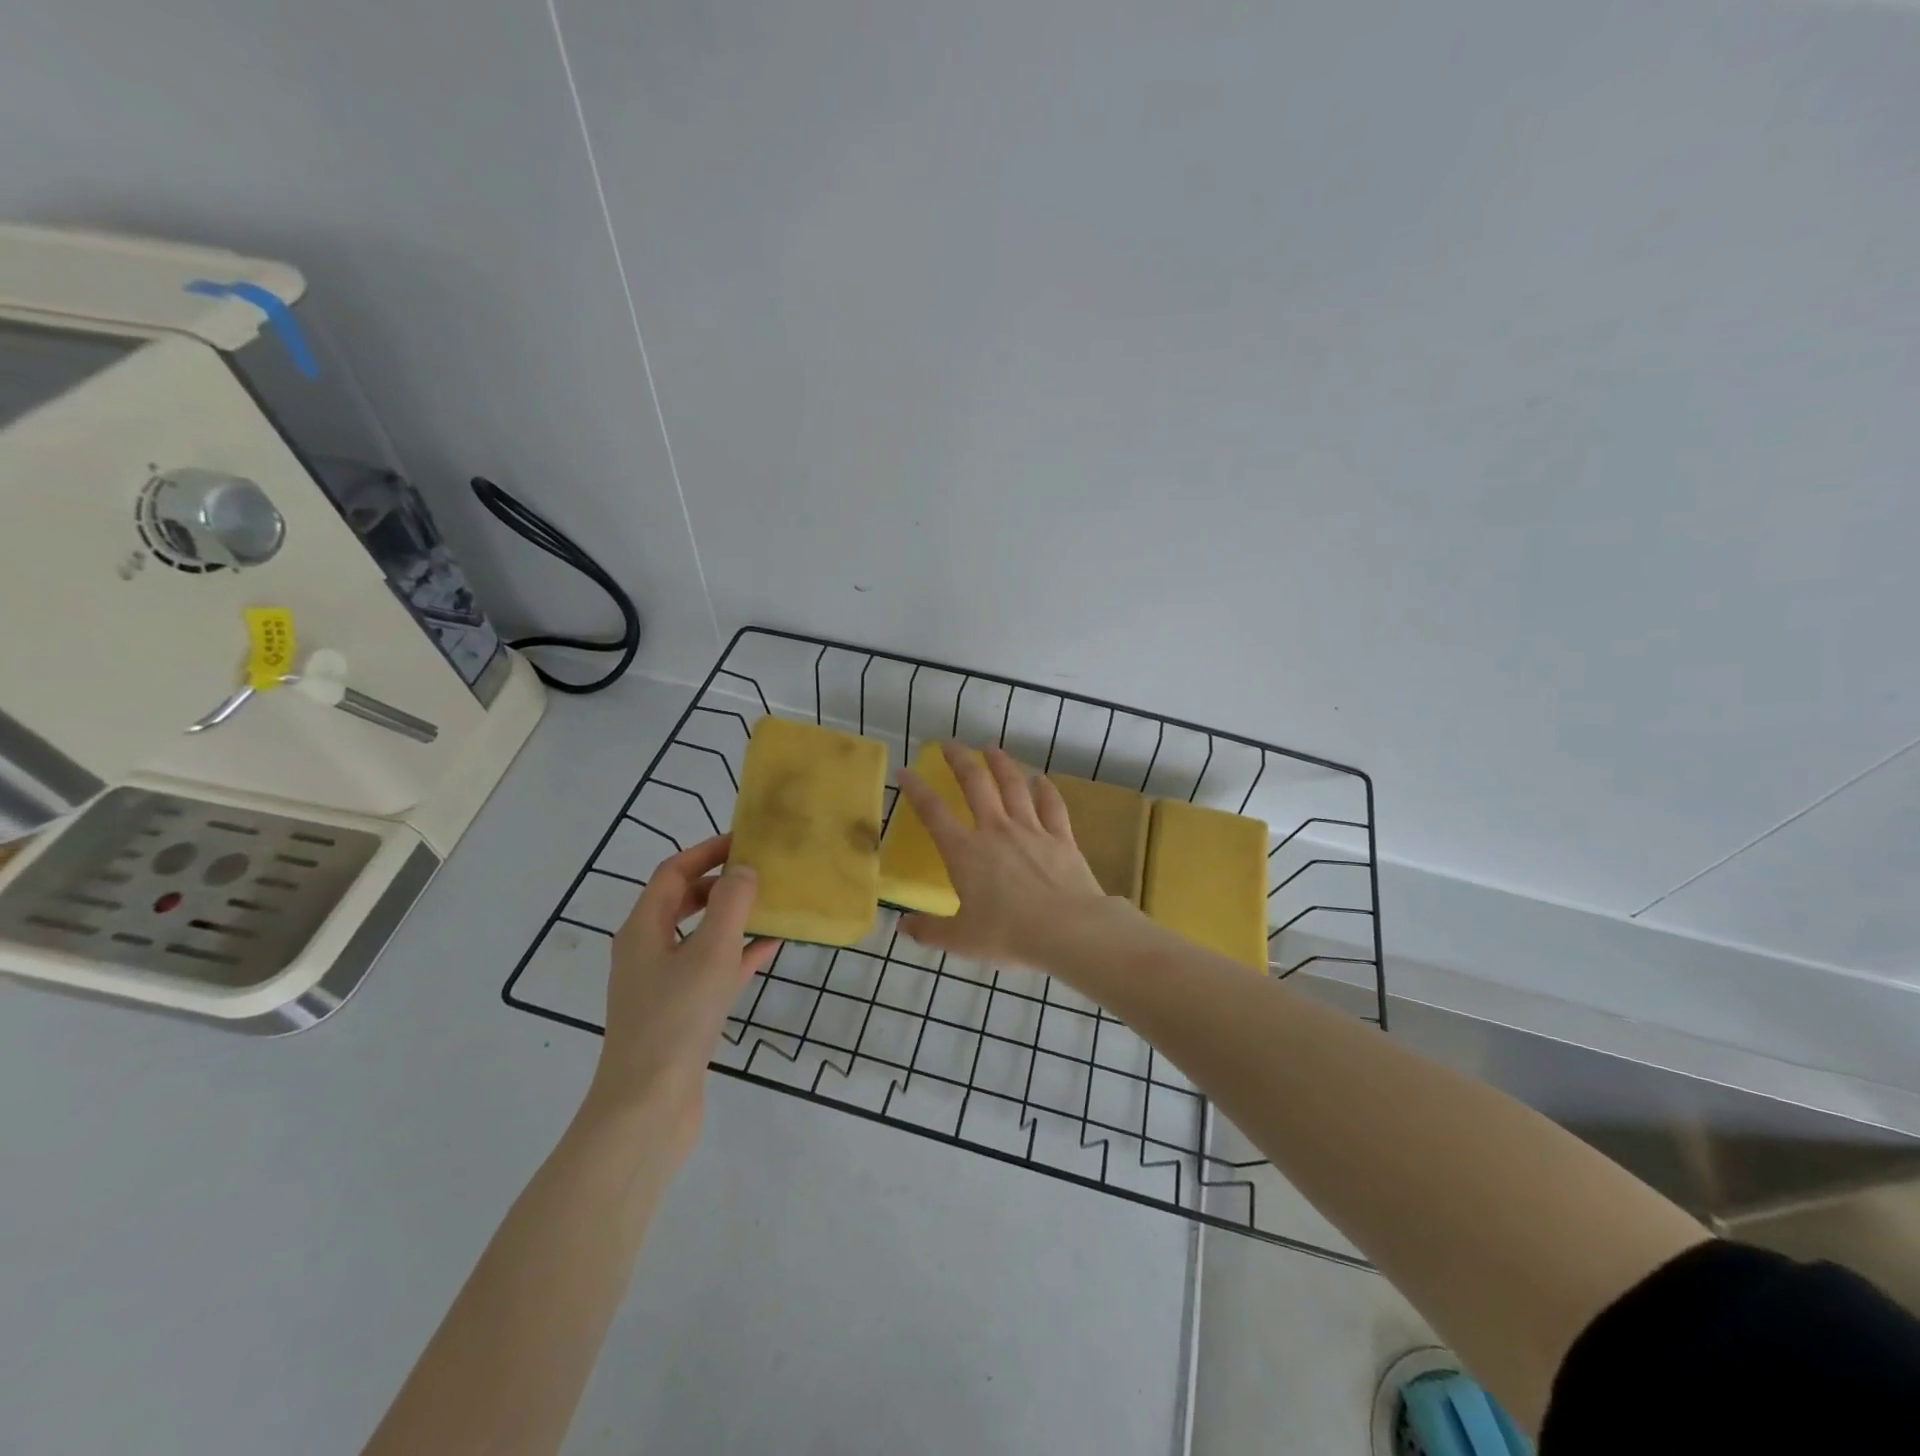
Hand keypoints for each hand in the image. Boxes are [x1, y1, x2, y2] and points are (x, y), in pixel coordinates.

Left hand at [586, 834, 778, 1161]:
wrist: (647, 1108)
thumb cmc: (675, 1020)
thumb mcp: (709, 953)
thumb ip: (730, 904)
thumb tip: (745, 869)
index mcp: (643, 929)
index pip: (673, 873)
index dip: (707, 852)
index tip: (745, 840)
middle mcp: (646, 951)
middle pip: (682, 901)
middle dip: (719, 882)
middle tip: (759, 870)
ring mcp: (661, 985)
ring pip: (700, 936)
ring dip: (732, 917)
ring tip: (771, 904)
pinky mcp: (679, 1013)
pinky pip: (710, 969)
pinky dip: (736, 954)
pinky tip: (769, 949)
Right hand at [895, 742, 1115, 964]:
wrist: (1068, 930)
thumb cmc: (1009, 934)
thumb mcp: (961, 940)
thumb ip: (929, 930)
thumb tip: (902, 925)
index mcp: (965, 853)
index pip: (934, 814)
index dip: (916, 790)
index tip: (906, 772)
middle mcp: (996, 831)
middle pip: (975, 785)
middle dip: (959, 761)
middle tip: (950, 744)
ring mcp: (1031, 830)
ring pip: (1013, 786)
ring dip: (1001, 764)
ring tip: (991, 748)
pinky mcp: (1061, 837)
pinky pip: (1052, 806)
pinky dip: (1045, 790)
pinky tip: (1041, 779)